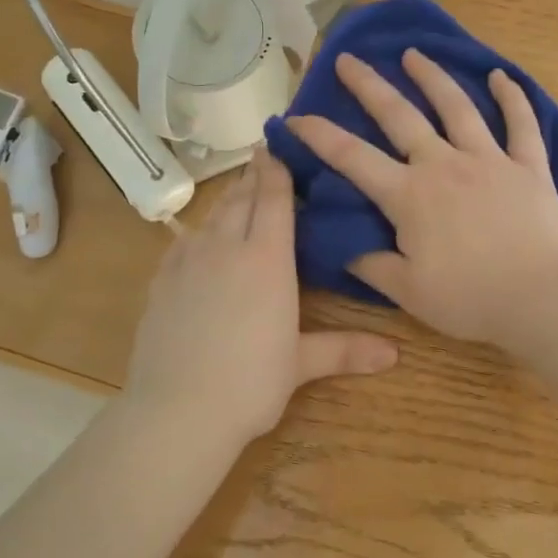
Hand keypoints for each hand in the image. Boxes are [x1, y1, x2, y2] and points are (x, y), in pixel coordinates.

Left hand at [123, 148, 397, 445]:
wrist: (177, 411)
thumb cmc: (250, 383)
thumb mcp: (300, 364)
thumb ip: (345, 350)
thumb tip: (395, 354)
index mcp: (267, 259)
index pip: (274, 199)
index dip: (277, 170)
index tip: (278, 147)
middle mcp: (227, 247)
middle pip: (241, 198)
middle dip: (253, 175)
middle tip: (262, 157)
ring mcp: (188, 261)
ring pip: (212, 216)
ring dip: (228, 198)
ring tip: (238, 190)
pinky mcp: (161, 281)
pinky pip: (183, 241)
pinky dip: (198, 230)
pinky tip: (199, 236)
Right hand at [286, 49, 557, 348]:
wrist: (541, 301)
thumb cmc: (469, 299)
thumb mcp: (407, 291)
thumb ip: (371, 264)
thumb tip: (343, 246)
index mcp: (409, 195)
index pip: (352, 157)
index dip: (319, 136)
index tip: (295, 117)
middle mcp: (444, 165)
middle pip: (399, 115)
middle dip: (369, 85)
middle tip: (348, 59)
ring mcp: (490, 160)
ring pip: (456, 107)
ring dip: (432, 78)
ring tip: (414, 54)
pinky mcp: (529, 167)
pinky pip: (521, 124)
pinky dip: (513, 98)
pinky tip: (501, 76)